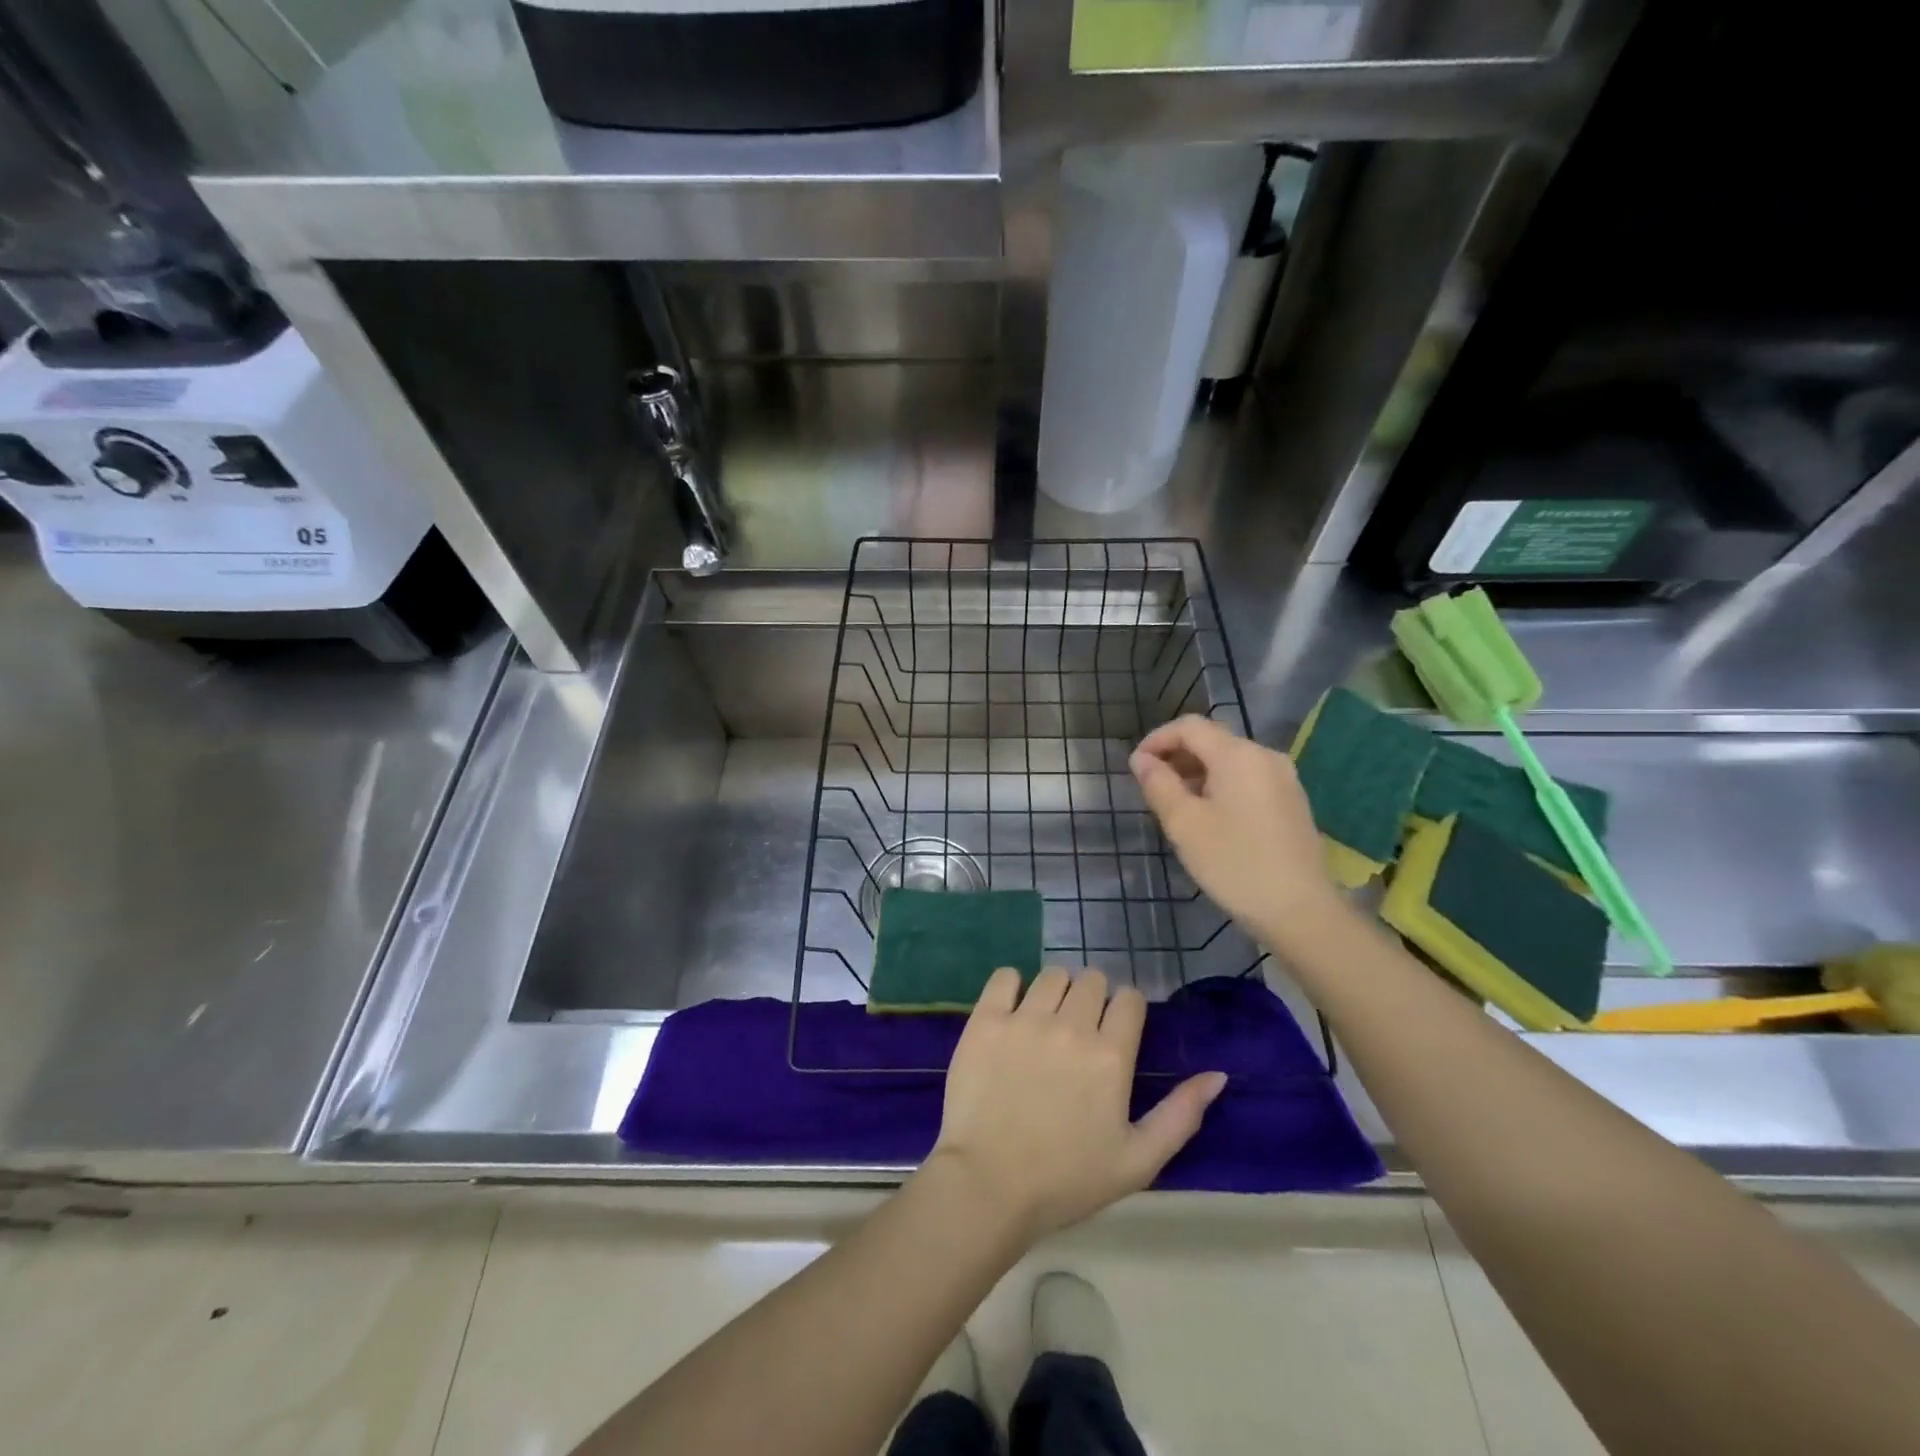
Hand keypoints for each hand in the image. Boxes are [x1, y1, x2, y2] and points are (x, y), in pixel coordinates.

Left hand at [928, 967, 1226, 1239]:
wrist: (988, 1186)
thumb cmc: (1067, 1180)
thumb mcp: (1138, 1161)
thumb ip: (1181, 1115)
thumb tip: (1217, 1075)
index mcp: (1111, 1055)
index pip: (1129, 999)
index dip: (1126, 1011)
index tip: (1115, 1032)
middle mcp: (1071, 1026)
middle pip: (1092, 980)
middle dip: (1093, 999)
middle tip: (1080, 1030)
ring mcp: (1025, 1019)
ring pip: (1052, 975)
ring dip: (1057, 991)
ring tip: (1047, 1021)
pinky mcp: (986, 1020)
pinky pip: (1005, 976)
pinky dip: (1012, 986)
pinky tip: (1012, 1011)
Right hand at [1130, 715, 1340, 944]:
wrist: (1301, 911)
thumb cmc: (1234, 864)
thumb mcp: (1184, 824)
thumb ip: (1159, 784)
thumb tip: (1141, 759)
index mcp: (1238, 755)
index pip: (1190, 727)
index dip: (1157, 739)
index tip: (1136, 767)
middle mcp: (1265, 757)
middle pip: (1212, 740)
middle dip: (1177, 757)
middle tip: (1152, 788)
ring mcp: (1284, 779)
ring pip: (1230, 761)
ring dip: (1198, 773)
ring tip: (1176, 806)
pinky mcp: (1292, 802)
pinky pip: (1248, 780)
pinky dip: (1221, 786)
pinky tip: (1210, 818)